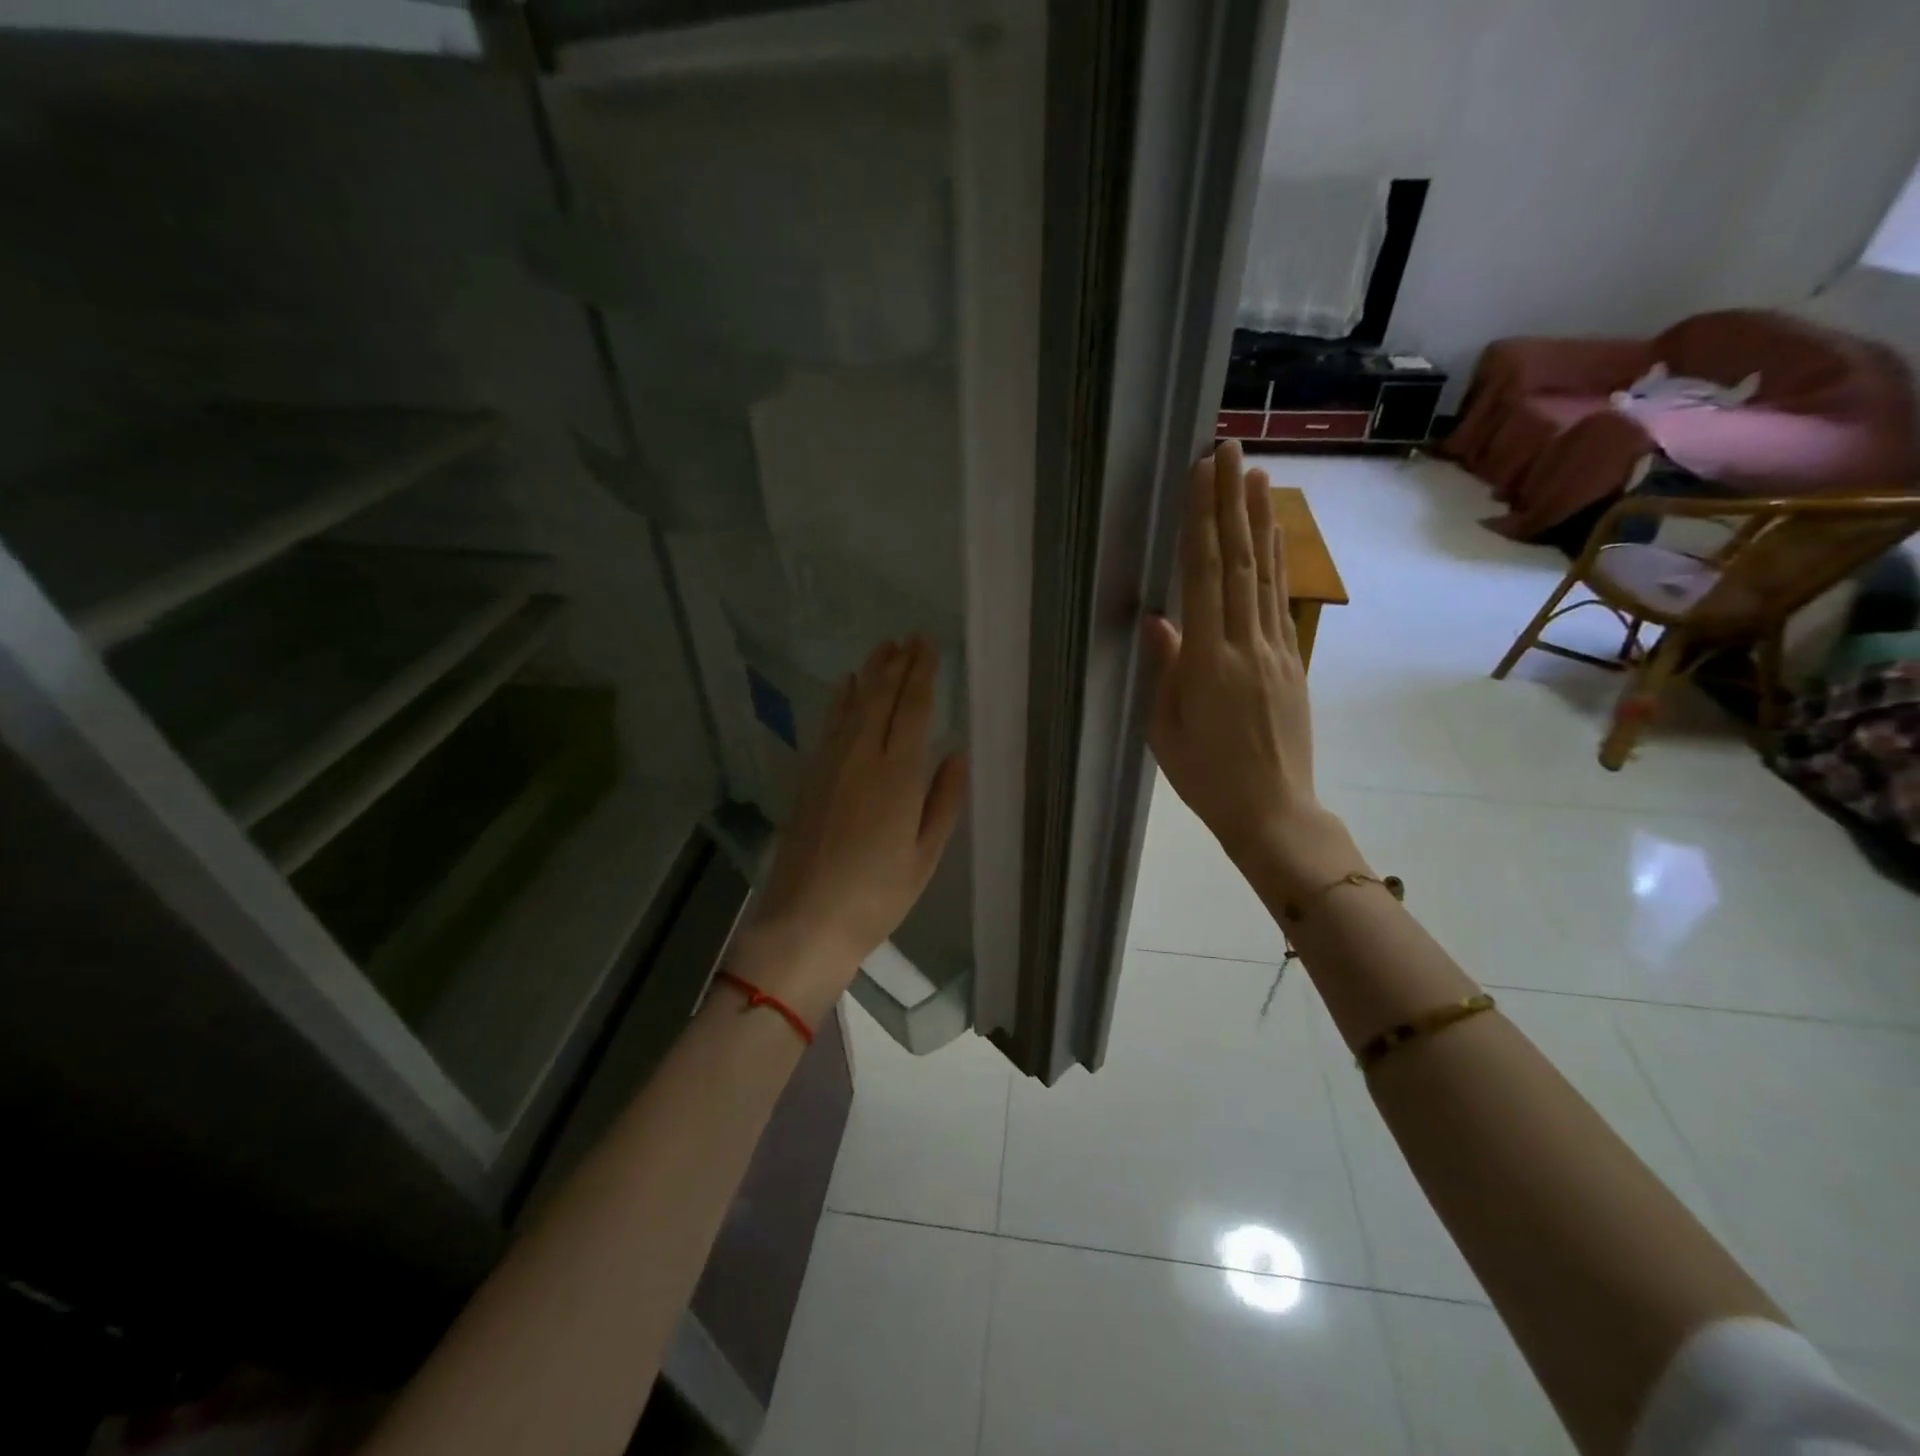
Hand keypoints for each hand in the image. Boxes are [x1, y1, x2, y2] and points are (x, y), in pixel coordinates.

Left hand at [735, 636, 967, 1023]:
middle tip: (909, 637)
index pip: (913, 709)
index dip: (922, 674)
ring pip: (852, 705)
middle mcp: (862, 758)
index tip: (928, 646)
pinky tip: (845, 687)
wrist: (806, 921)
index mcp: (898, 776)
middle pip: (881, 698)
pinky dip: (840, 701)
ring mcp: (830, 765)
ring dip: (869, 674)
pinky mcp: (809, 777)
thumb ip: (944, 801)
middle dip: (897, 665)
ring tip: (883, 648)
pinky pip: (828, 725)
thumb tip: (957, 753)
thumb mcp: (925, 856)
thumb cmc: (876, 896)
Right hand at [1143, 441, 1327, 873]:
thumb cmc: (1207, 778)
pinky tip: (1273, 537)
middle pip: (1239, 561)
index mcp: (1208, 663)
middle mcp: (1246, 644)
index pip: (1204, 577)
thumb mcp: (1166, 730)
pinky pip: (1280, 601)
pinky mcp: (1292, 661)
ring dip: (1260, 520)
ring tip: (1257, 474)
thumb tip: (1158, 618)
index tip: (1201, 474)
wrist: (1274, 811)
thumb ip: (1165, 670)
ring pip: (1266, 574)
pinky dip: (1277, 562)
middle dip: (1232, 502)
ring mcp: (1275, 650)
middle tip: (1228, 449)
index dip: (1202, 522)